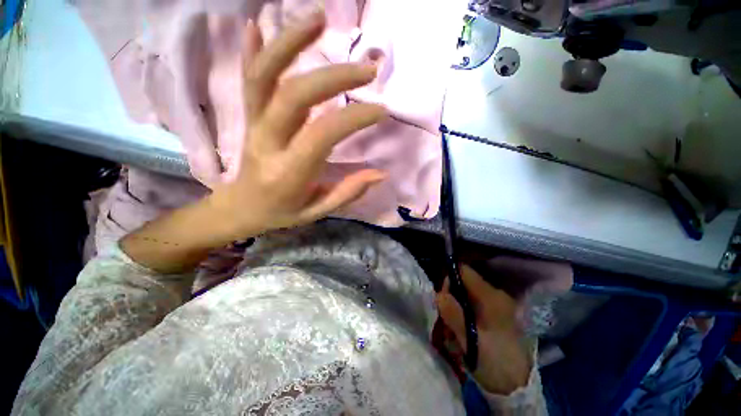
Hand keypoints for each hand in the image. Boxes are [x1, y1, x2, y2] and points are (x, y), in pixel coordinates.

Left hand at [121, 11, 386, 272]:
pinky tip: (261, 23)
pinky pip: (248, 78)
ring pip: (265, 75)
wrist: (240, 208)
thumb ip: (348, 192)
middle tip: (368, 69)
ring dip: (291, 41)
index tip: (380, 111)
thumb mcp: (317, 212)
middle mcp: (268, 141)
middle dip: (335, 77)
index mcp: (288, 171)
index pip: (323, 134)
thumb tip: (381, 174)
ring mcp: (253, 124)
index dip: (354, 119)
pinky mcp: (248, 116)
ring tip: (320, 17)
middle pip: (296, 95)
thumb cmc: (281, 213)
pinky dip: (254, 49)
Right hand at [436, 265, 532, 394]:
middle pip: (464, 284)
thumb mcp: (471, 340)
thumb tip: (438, 294)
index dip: (449, 280)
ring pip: (466, 296)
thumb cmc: (495, 362)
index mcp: (492, 297)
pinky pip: (473, 306)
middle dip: (451, 299)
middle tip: (446, 321)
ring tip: (454, 332)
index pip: (464, 272)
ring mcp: (498, 305)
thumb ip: (453, 315)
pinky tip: (464, 333)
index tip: (443, 300)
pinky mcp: (497, 314)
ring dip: (456, 310)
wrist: (518, 386)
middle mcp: (496, 295)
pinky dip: (464, 315)